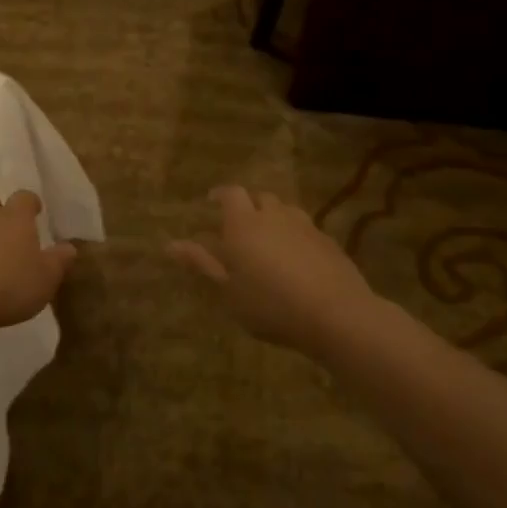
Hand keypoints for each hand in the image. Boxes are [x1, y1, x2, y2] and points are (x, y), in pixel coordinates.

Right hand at [169, 186, 377, 353]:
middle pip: (260, 197)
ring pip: (285, 210)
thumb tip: (170, 244)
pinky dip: (295, 235)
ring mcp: (305, 226)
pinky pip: (306, 228)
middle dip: (248, 205)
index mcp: (244, 224)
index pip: (231, 193)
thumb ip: (202, 263)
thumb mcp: (228, 290)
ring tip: (267, 239)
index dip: (220, 194)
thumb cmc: (270, 305)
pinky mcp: (329, 242)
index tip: (211, 201)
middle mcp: (274, 216)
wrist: (336, 314)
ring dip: (273, 217)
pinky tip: (295, 258)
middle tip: (238, 225)